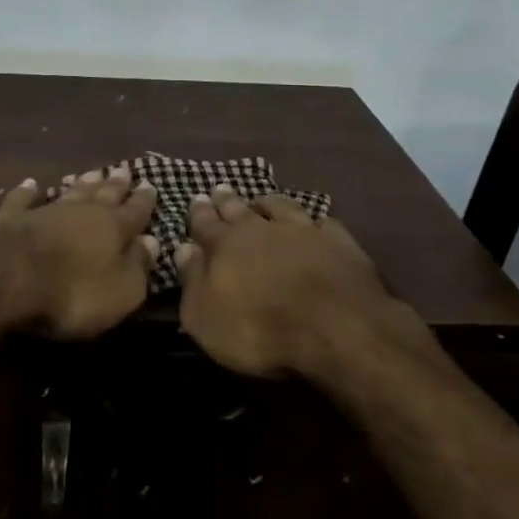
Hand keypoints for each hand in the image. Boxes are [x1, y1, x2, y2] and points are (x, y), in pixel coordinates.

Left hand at [0, 165, 158, 338]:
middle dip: (116, 184)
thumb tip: (153, 242)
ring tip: (93, 172)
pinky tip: (30, 184)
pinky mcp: (10, 219)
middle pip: (103, 194)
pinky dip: (27, 192)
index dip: (144, 200)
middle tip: (124, 170)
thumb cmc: (72, 292)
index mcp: (113, 228)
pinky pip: (21, 200)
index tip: (151, 184)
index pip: (135, 211)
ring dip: (82, 183)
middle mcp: (82, 211)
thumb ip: (139, 266)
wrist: (6, 279)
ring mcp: (45, 211)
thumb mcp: (120, 292)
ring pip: (70, 192)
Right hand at [175, 184, 398, 378]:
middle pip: (240, 209)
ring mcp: (302, 230)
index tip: (196, 198)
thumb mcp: (206, 318)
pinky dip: (315, 222)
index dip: (199, 212)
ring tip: (263, 199)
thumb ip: (192, 281)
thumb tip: (182, 249)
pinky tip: (316, 223)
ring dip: (269, 202)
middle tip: (221, 189)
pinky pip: (323, 223)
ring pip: (281, 206)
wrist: (334, 326)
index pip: (205, 223)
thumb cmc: (259, 329)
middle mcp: (261, 228)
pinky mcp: (337, 241)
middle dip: (227, 200)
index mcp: (225, 245)